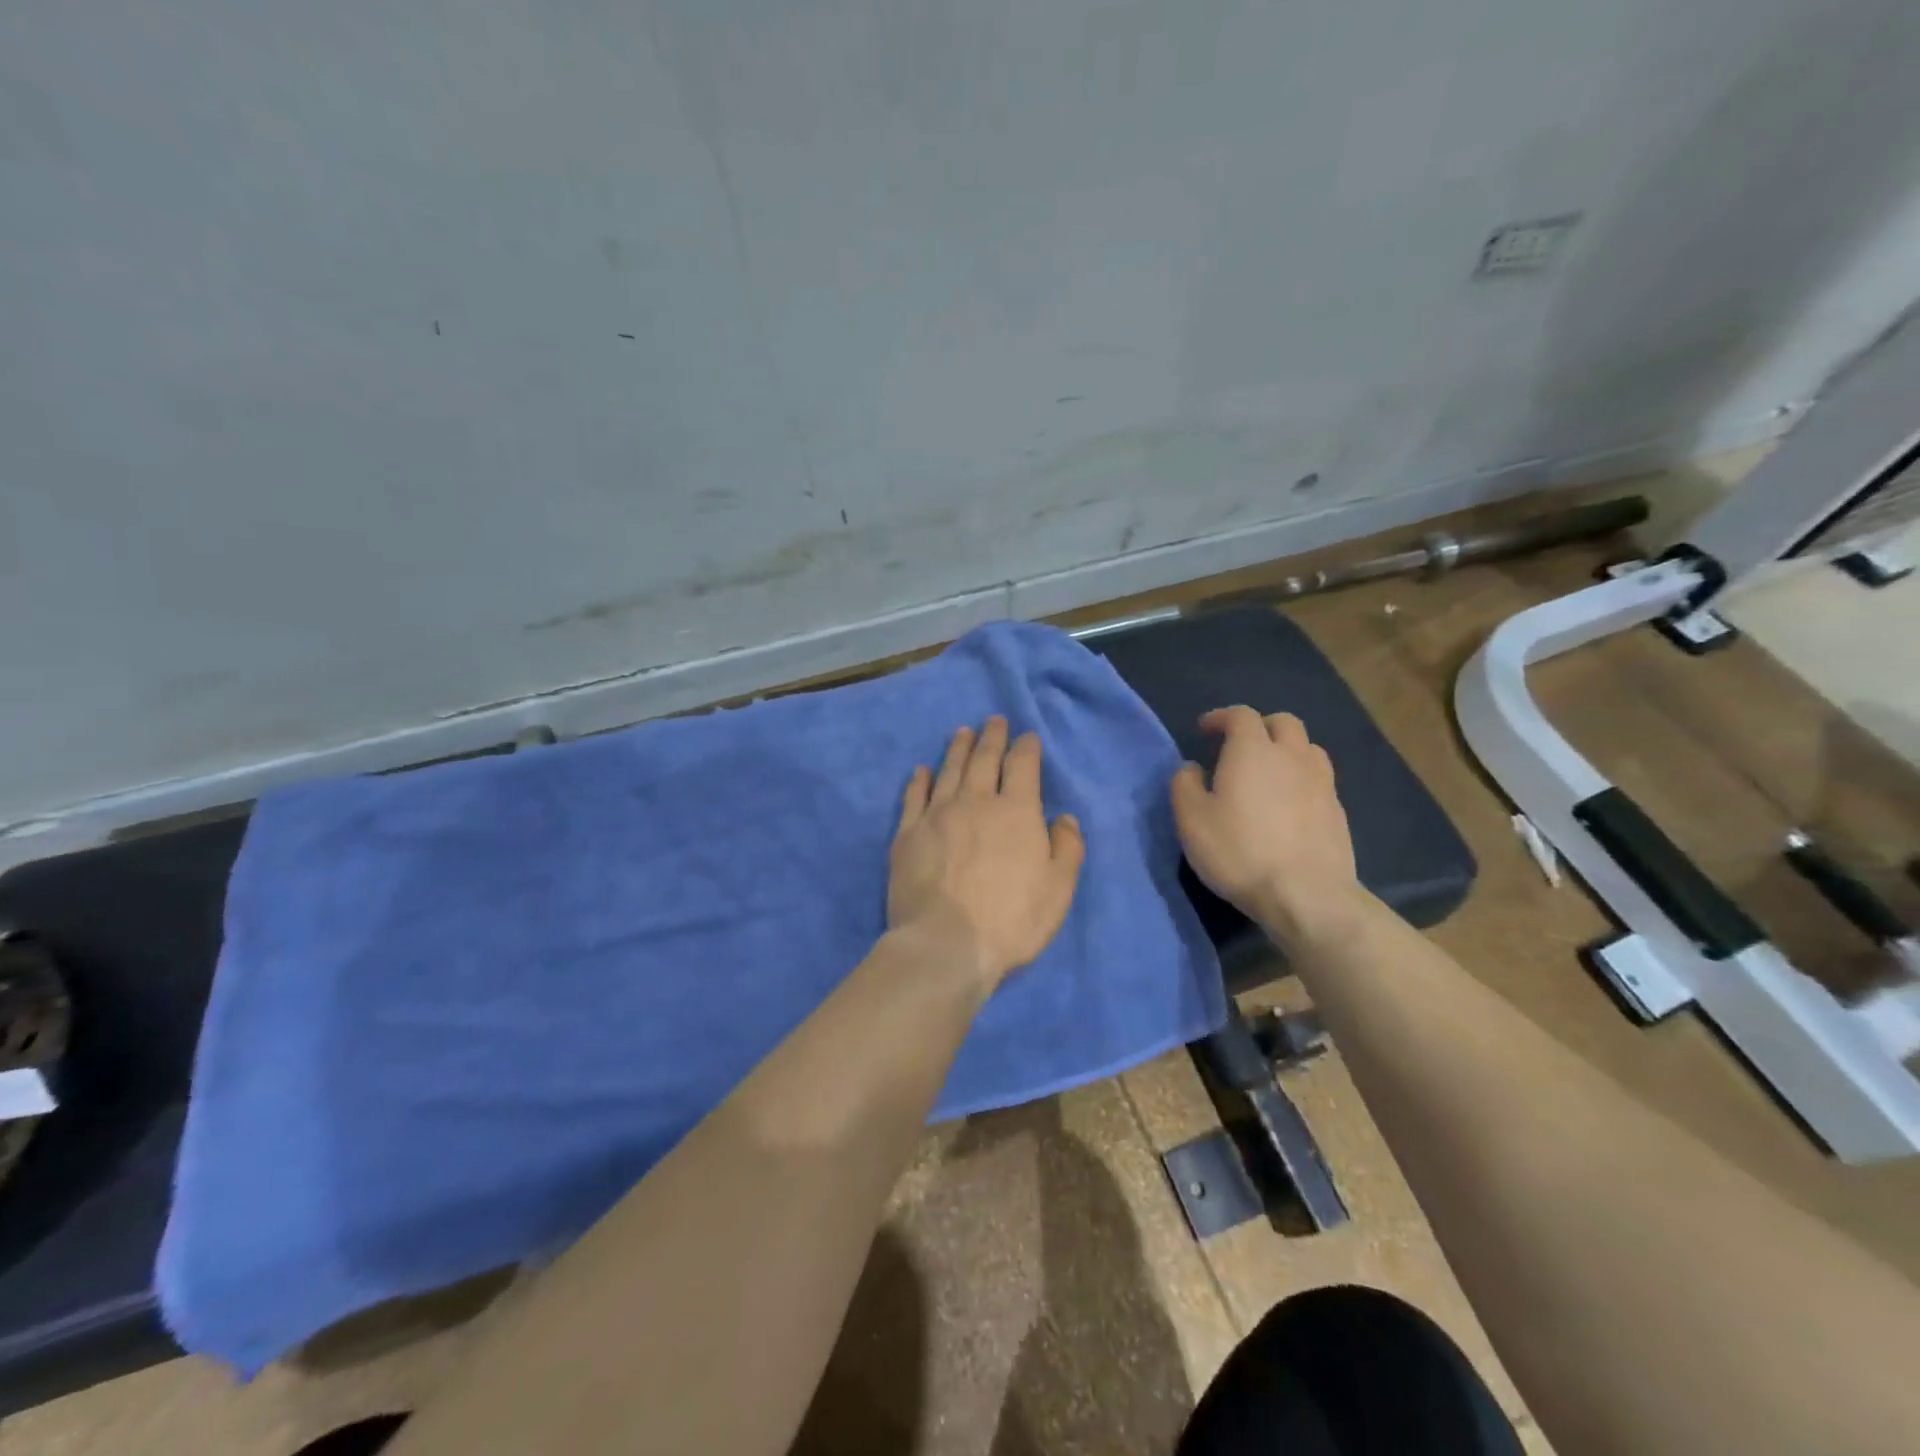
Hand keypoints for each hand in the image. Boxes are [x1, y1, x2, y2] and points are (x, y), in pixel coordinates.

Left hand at [889, 717, 1084, 994]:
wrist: (945, 943)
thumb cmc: (1011, 920)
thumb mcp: (1058, 889)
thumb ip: (1067, 848)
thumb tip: (1063, 817)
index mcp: (1016, 811)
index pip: (1023, 766)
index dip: (1026, 747)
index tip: (1027, 736)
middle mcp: (976, 802)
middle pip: (984, 759)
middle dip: (991, 737)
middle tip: (993, 720)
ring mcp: (937, 815)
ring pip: (949, 770)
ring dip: (958, 748)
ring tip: (962, 731)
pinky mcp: (907, 834)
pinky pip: (914, 796)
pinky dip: (919, 779)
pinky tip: (922, 770)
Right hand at [1169, 707, 1360, 943]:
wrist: (1305, 894)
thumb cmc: (1239, 851)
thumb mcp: (1191, 819)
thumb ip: (1185, 785)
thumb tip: (1193, 768)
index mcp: (1253, 750)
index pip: (1240, 715)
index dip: (1221, 717)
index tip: (1205, 730)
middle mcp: (1292, 756)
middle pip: (1283, 722)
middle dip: (1259, 726)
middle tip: (1239, 746)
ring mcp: (1321, 782)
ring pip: (1307, 748)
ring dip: (1286, 750)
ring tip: (1269, 772)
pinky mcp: (1337, 810)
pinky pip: (1319, 778)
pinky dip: (1301, 778)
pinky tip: (1289, 803)